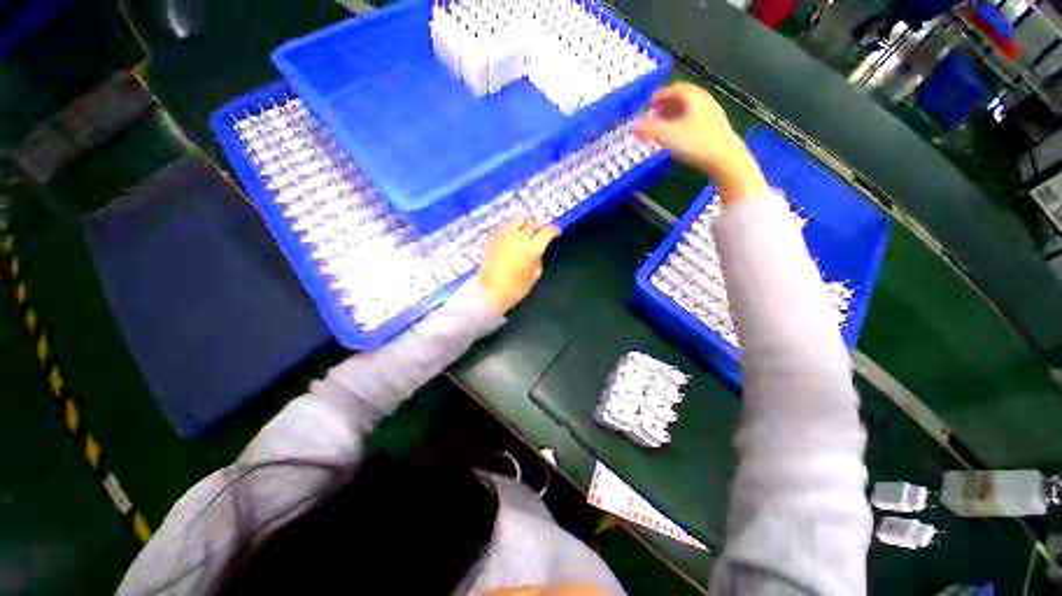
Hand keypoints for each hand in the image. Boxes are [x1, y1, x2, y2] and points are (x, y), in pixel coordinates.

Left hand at [477, 220, 559, 313]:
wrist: (489, 291)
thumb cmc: (515, 288)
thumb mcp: (534, 276)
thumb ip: (538, 260)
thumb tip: (537, 252)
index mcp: (532, 248)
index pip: (547, 232)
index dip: (554, 230)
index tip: (556, 232)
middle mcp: (519, 237)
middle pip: (533, 224)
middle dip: (540, 226)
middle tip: (541, 232)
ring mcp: (504, 235)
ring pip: (518, 221)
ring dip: (525, 224)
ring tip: (526, 230)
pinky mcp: (492, 238)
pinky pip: (505, 227)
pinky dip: (511, 229)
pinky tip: (511, 236)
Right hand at [636, 82, 766, 204]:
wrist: (725, 159)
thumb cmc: (696, 143)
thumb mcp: (668, 136)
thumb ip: (649, 130)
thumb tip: (634, 127)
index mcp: (695, 97)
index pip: (676, 88)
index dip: (661, 94)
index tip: (650, 103)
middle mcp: (705, 102)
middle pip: (684, 97)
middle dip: (667, 104)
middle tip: (654, 113)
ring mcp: (712, 115)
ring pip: (690, 109)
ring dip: (675, 114)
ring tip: (663, 125)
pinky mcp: (715, 130)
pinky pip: (695, 120)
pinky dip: (683, 123)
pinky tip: (677, 135)